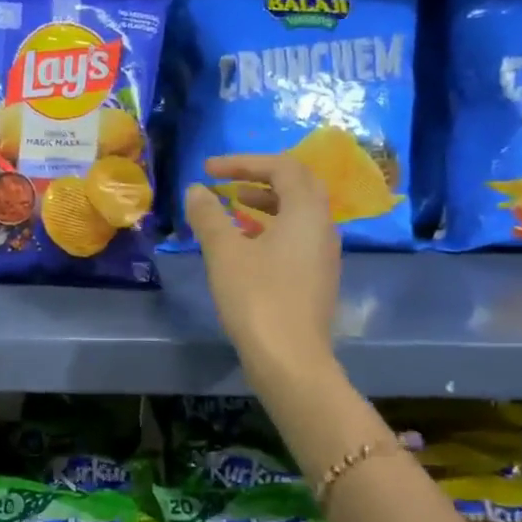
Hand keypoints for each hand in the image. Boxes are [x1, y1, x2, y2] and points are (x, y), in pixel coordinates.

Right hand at [183, 154, 339, 375]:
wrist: (290, 360)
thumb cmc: (257, 298)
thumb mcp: (225, 252)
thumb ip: (209, 216)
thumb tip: (196, 190)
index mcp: (307, 212)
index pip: (283, 167)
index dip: (244, 162)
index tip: (209, 169)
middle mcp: (323, 227)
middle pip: (298, 185)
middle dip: (260, 177)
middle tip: (227, 181)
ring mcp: (324, 254)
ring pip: (299, 212)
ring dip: (266, 202)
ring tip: (233, 207)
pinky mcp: (317, 277)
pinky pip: (297, 236)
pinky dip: (272, 227)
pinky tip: (246, 244)